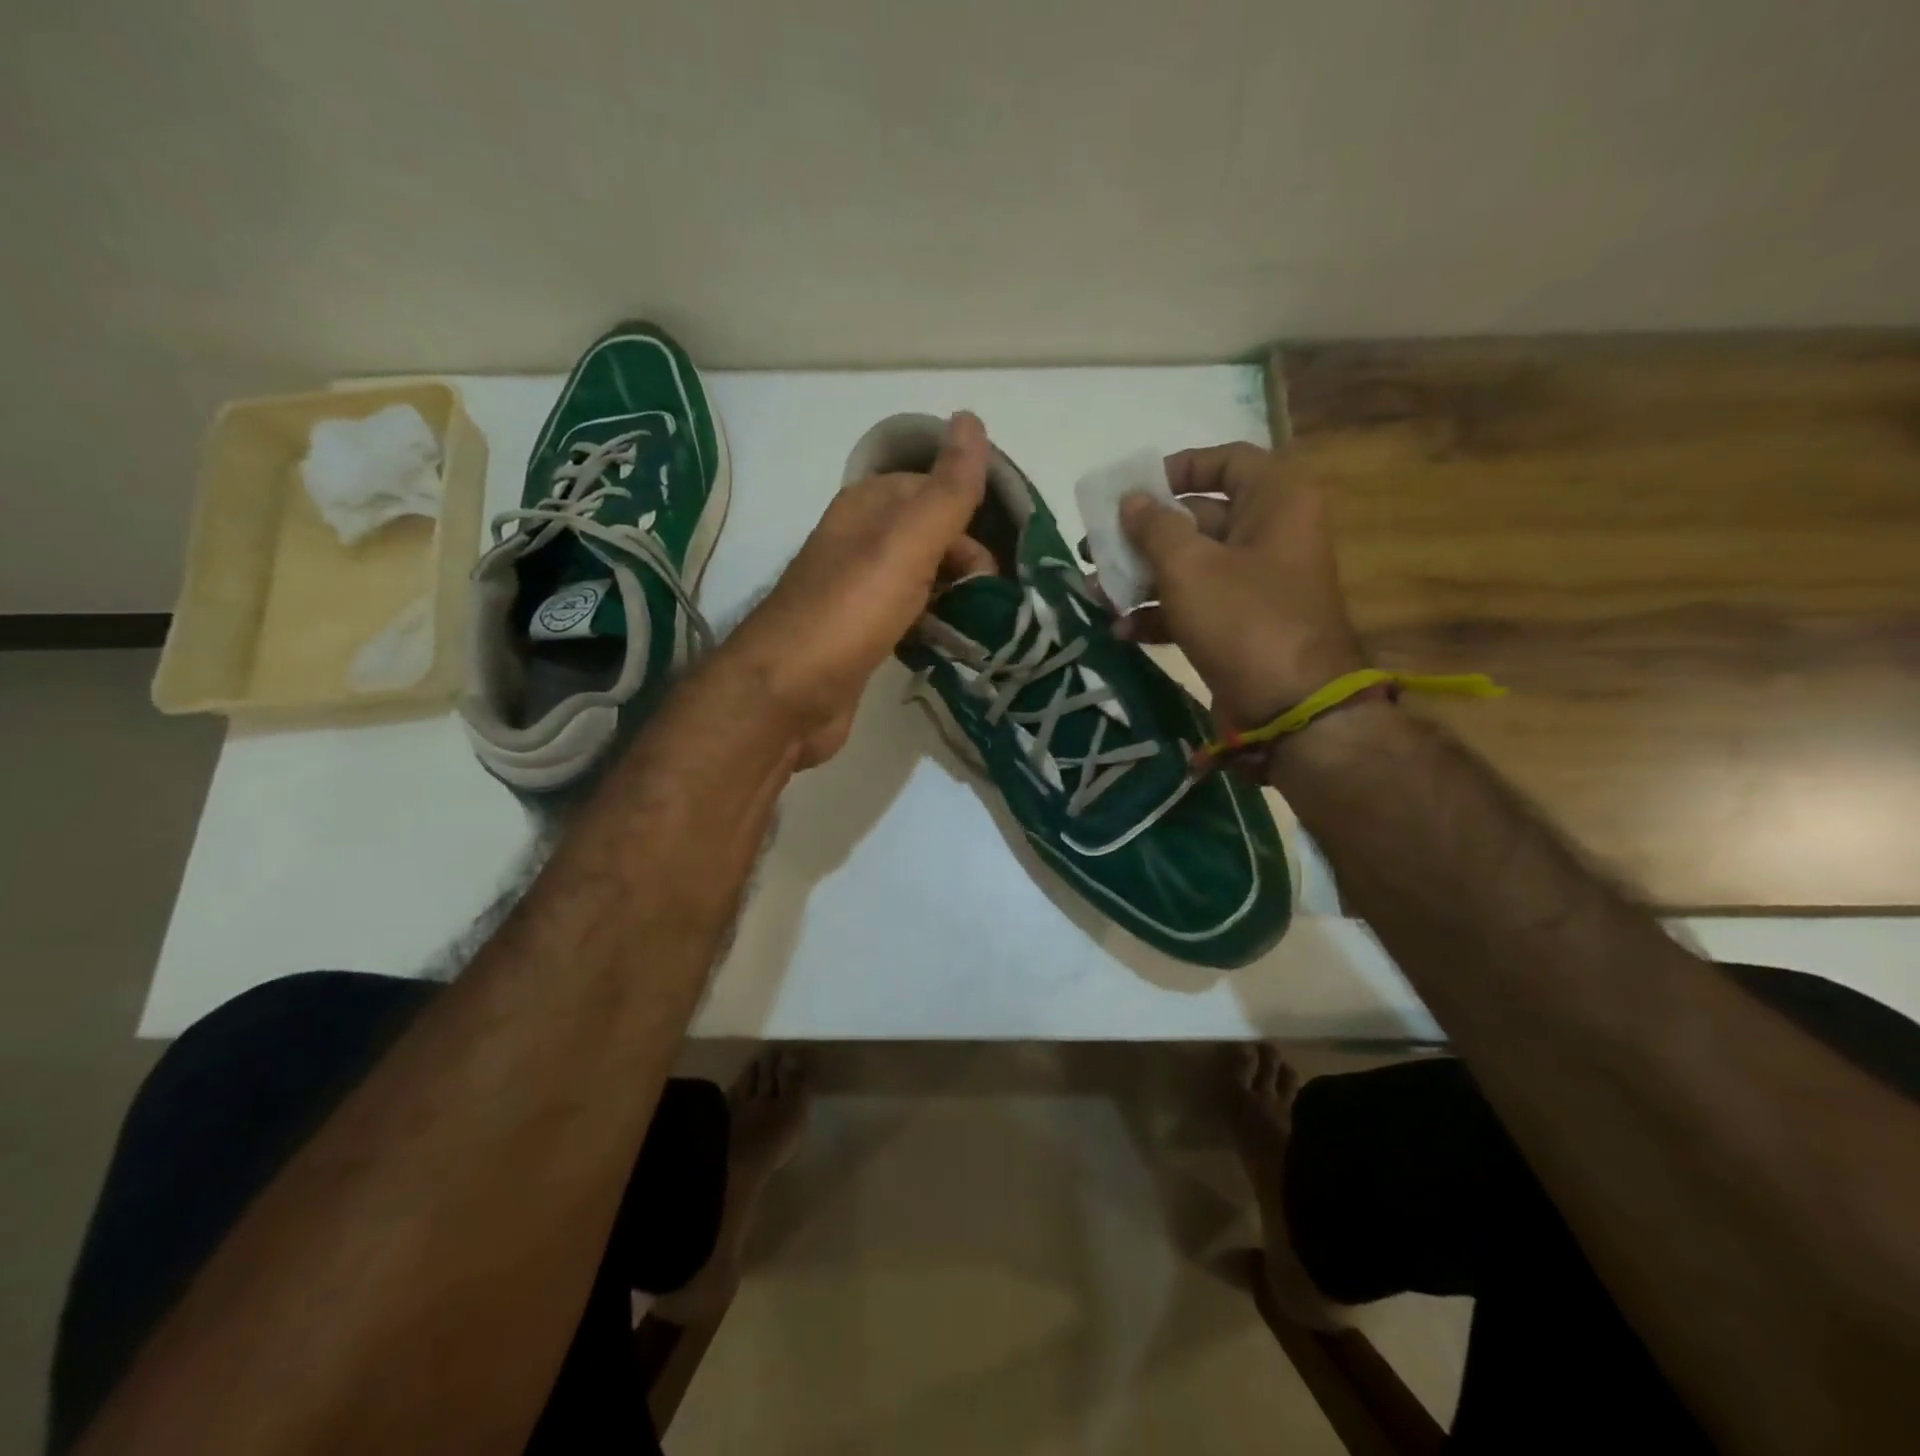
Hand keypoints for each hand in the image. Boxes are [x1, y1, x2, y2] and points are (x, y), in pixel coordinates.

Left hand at [718, 412, 989, 767]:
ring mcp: (858, 593)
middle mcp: (860, 543)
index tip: (1002, 565)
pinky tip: (951, 651)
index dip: (972, 521)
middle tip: (992, 607)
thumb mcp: (905, 544)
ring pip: (924, 582)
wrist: (784, 699)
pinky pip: (910, 620)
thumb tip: (971, 418)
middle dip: (969, 567)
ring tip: (984, 632)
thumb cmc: (847, 614)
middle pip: (932, 539)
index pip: (935, 491)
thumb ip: (945, 491)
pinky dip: (934, 630)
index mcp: (867, 508)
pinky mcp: (860, 637)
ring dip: (956, 601)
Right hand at [1116, 443, 1364, 729]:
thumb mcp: (1190, 566)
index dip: (1179, 468)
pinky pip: (1195, 606)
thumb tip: (1132, 501)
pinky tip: (1120, 629)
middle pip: (1198, 518)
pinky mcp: (1241, 626)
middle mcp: (1270, 535)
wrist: (1290, 709)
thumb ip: (1154, 527)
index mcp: (1276, 501)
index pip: (1228, 460)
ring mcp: (1256, 584)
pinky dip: (1158, 615)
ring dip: (1141, 579)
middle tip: (1095, 549)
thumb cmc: (1244, 619)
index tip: (1135, 491)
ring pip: (1190, 567)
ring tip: (1096, 592)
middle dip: (1142, 536)